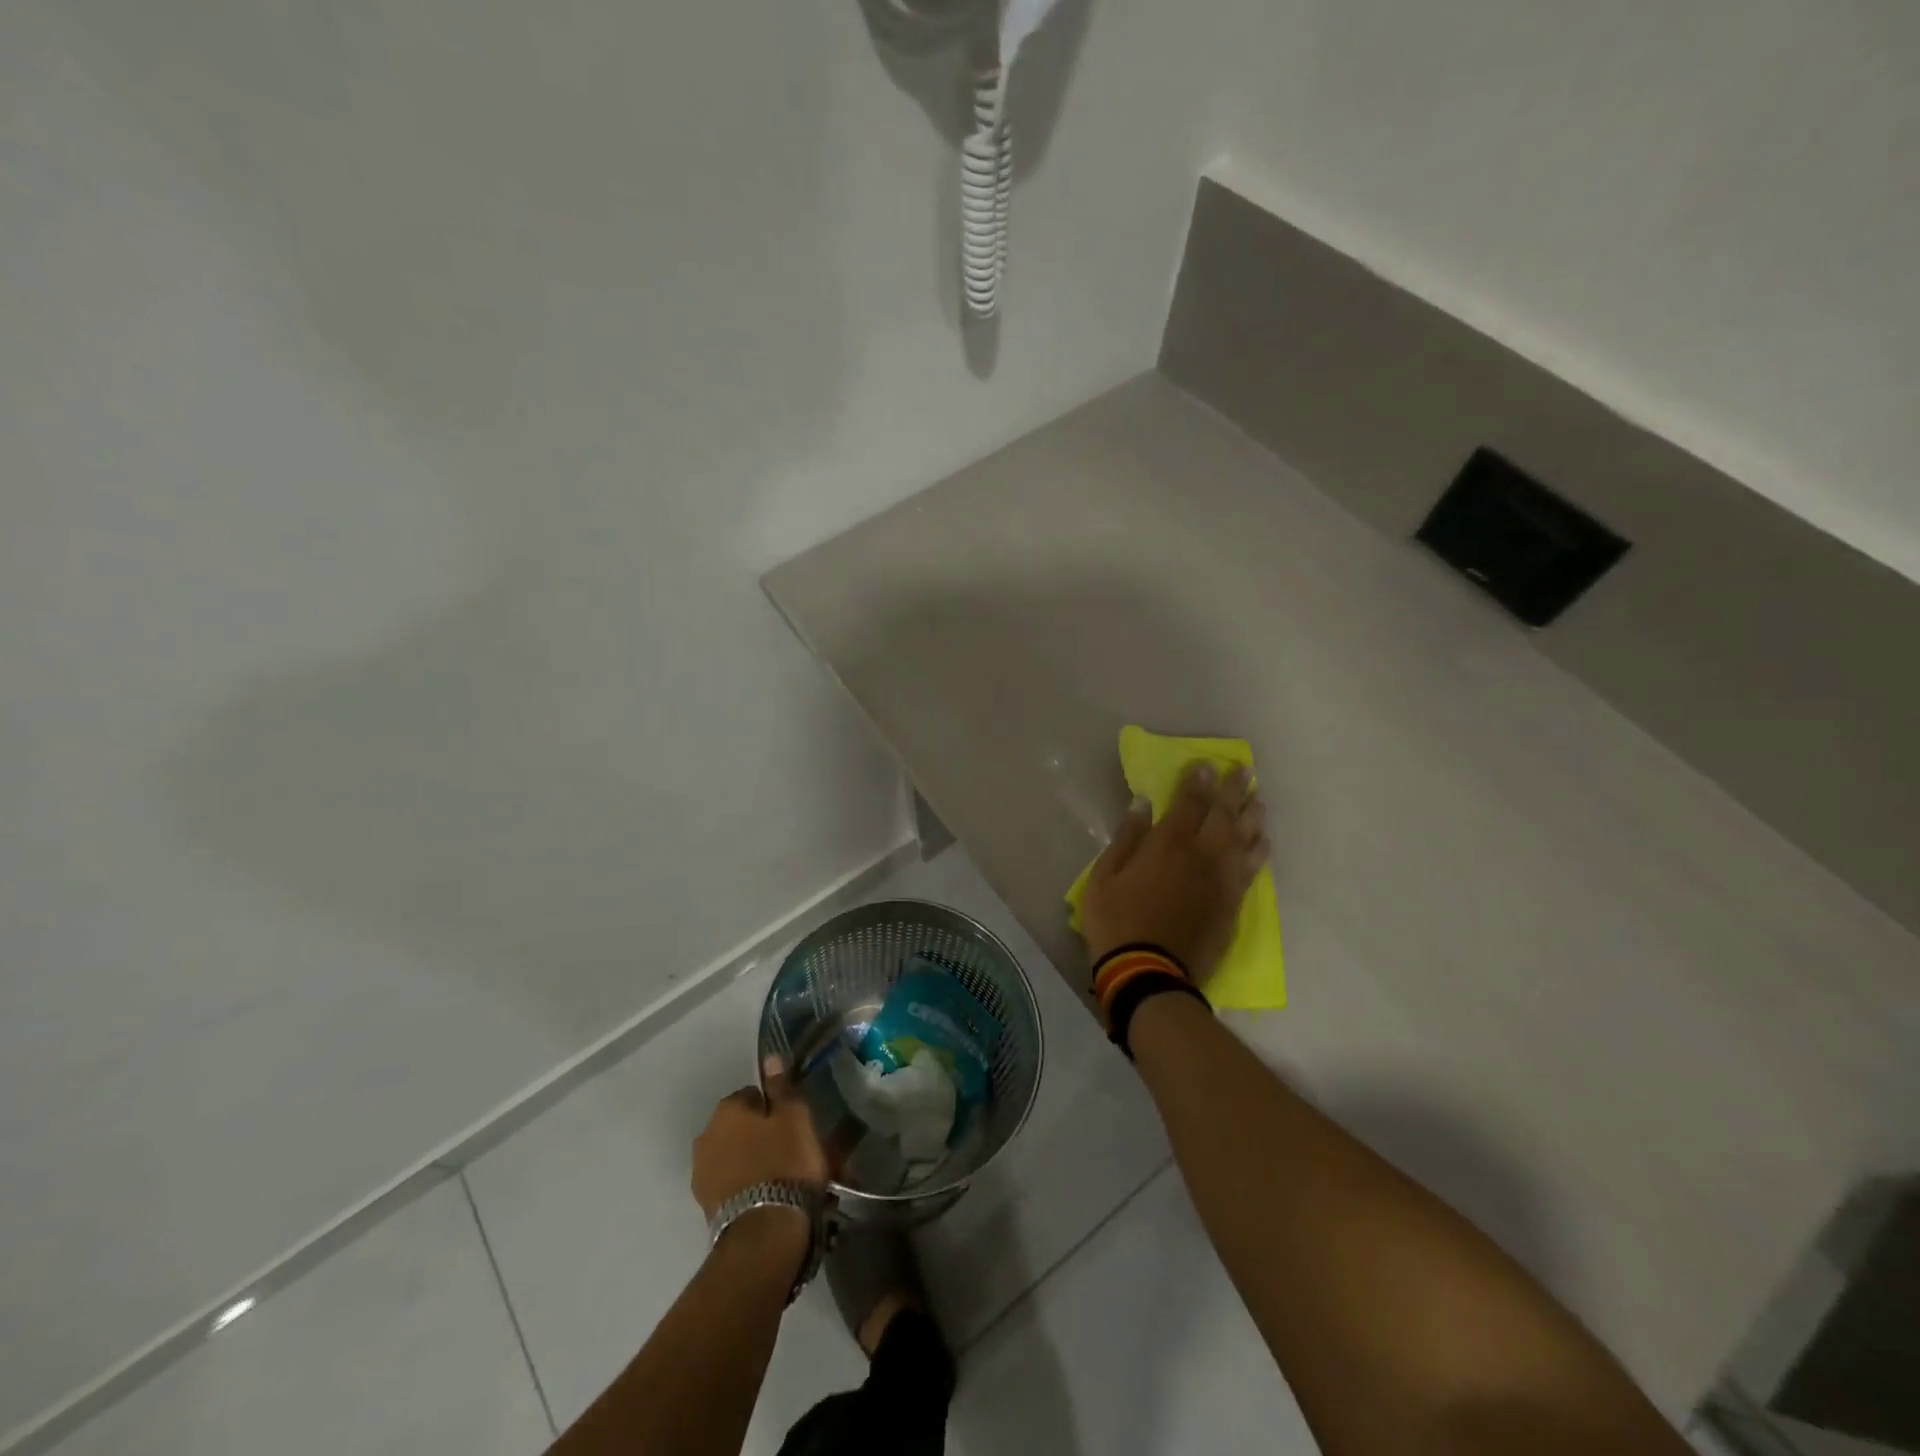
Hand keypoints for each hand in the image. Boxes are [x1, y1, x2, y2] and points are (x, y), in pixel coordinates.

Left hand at [690, 1066, 829, 1220]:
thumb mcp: (795, 1117)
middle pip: (741, 1126)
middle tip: (791, 1151)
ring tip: (781, 1179)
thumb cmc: (785, 1162)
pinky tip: (767, 1196)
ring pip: (735, 1155)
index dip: (777, 1108)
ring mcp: (702, 1172)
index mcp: (727, 1109)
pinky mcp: (705, 1205)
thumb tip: (769, 1058)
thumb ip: (781, 1087)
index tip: (794, 1125)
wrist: (764, 1231)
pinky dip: (746, 1185)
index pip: (754, 1095)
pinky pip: (731, 1183)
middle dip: (762, 1135)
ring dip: (753, 1160)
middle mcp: (706, 1135)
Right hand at [1080, 761, 1268, 982]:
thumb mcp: (1104, 877)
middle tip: (1244, 771)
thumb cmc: (1117, 922)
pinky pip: (1252, 870)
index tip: (1207, 764)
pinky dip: (1259, 851)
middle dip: (1233, 790)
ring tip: (1258, 799)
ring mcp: (1222, 881)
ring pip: (1244, 840)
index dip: (1198, 781)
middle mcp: (1202, 855)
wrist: (1149, 973)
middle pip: (1224, 815)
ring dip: (1252, 816)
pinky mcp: (1232, 905)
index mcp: (1168, 845)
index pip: (1189, 803)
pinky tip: (1263, 842)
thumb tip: (1143, 804)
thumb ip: (1126, 838)